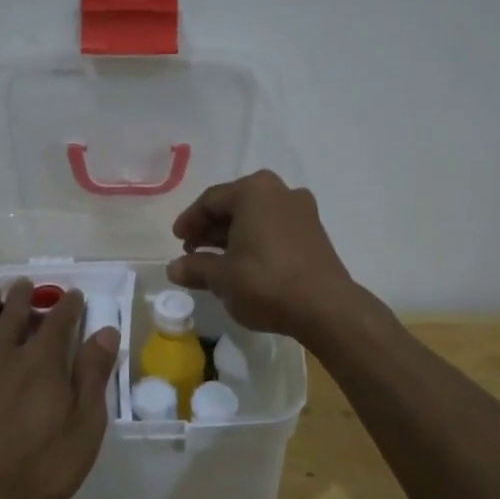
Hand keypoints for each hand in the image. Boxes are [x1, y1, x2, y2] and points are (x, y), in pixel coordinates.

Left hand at [0, 280, 119, 498]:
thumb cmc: (34, 468)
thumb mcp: (83, 428)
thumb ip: (93, 377)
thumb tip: (106, 332)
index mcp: (40, 362)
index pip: (59, 323)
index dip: (68, 306)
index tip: (73, 294)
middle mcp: (1, 353)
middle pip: (13, 315)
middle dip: (23, 297)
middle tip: (25, 284)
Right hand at [166, 170, 357, 343]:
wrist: (325, 307)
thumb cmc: (266, 282)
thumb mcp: (222, 277)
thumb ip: (195, 268)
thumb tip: (174, 268)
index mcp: (254, 191)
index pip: (211, 200)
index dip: (190, 220)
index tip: (177, 241)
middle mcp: (280, 191)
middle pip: (235, 205)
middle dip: (211, 227)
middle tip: (193, 251)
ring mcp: (302, 210)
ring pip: (256, 217)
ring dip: (233, 235)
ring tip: (215, 261)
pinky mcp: (314, 232)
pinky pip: (275, 228)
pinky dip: (255, 241)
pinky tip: (244, 264)